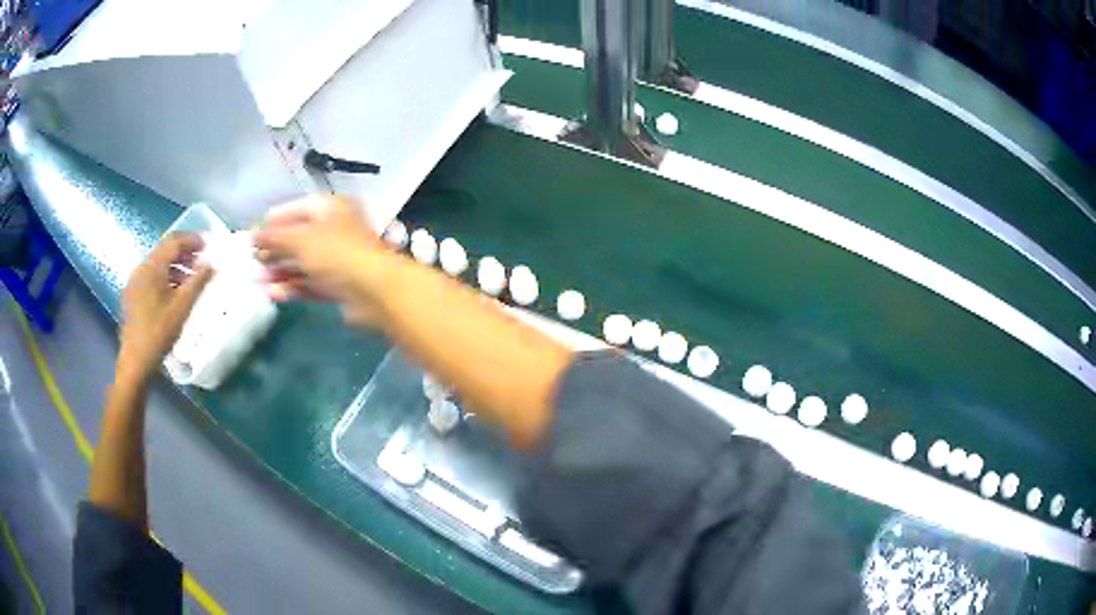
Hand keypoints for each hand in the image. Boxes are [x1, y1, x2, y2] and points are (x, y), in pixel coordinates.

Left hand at [117, 233, 212, 382]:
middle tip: (200, 260)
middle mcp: (141, 268)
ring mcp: (134, 281)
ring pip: (157, 264)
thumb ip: (197, 282)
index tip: (207, 244)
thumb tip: (210, 264)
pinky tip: (174, 292)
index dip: (191, 240)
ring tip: (190, 279)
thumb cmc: (159, 333)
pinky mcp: (132, 294)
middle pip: (164, 250)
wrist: (136, 361)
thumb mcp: (182, 308)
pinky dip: (165, 277)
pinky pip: (150, 276)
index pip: (173, 242)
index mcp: (152, 267)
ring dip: (175, 266)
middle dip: (184, 252)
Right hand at [254, 196, 393, 325]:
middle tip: (251, 262)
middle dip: (274, 250)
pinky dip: (292, 286)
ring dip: (279, 271)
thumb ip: (274, 238)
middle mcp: (335, 230)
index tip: (253, 234)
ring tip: (257, 281)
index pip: (297, 209)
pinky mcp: (339, 285)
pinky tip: (273, 293)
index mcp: (331, 208)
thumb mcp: (300, 239)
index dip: (274, 221)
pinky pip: (310, 283)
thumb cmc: (336, 253)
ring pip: (303, 263)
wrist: (374, 290)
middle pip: (298, 238)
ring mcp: (337, 259)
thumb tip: (253, 236)